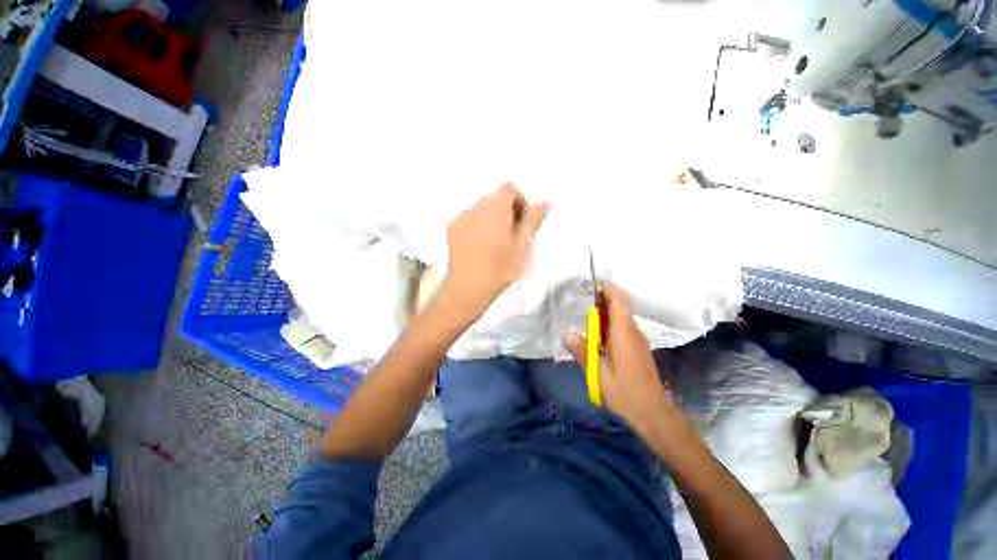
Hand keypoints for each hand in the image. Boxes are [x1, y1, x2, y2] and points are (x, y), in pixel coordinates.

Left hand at [441, 183, 549, 319]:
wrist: (468, 287)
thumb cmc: (501, 267)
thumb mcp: (523, 245)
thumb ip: (533, 220)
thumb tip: (546, 201)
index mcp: (496, 207)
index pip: (509, 188)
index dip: (519, 201)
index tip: (522, 222)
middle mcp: (476, 206)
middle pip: (495, 198)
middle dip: (506, 211)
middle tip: (511, 235)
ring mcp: (461, 217)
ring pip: (481, 209)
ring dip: (491, 219)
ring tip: (494, 243)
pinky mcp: (451, 229)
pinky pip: (468, 219)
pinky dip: (477, 226)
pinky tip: (479, 247)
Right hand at [564, 283, 679, 438]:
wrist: (652, 411)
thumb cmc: (625, 392)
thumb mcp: (598, 373)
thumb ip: (583, 351)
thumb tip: (566, 333)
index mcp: (624, 333)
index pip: (619, 301)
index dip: (607, 289)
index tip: (591, 283)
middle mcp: (633, 331)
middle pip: (620, 305)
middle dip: (601, 299)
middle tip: (579, 299)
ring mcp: (637, 339)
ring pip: (621, 315)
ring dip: (604, 311)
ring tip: (582, 314)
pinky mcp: (637, 347)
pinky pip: (622, 326)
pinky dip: (608, 323)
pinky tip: (594, 333)